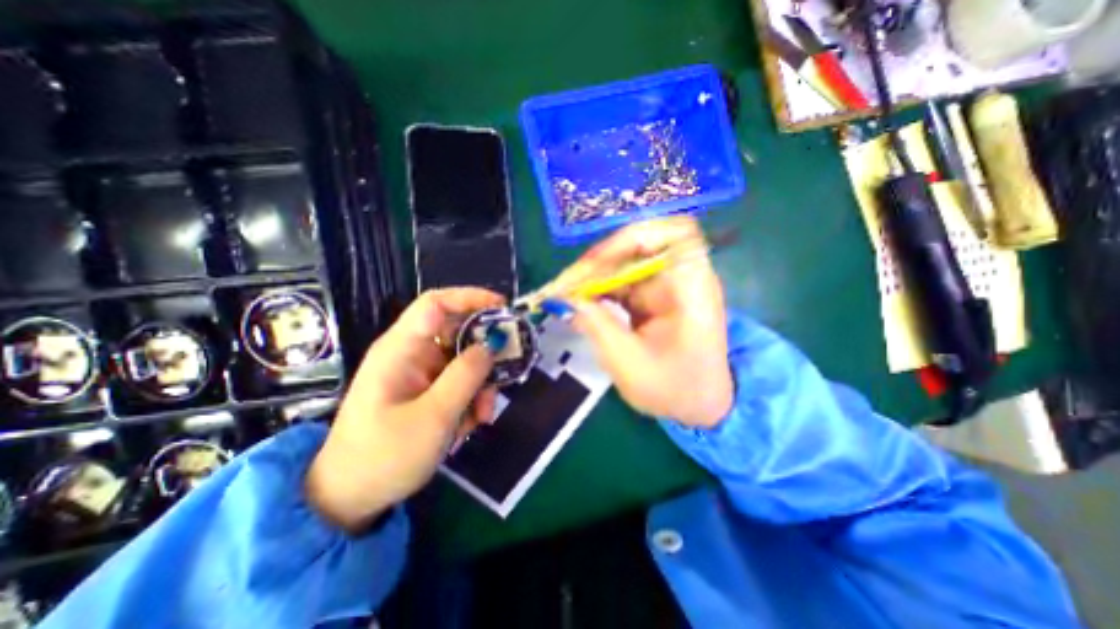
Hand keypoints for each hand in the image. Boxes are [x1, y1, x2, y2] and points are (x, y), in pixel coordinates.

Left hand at [302, 287, 502, 530]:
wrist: (351, 498)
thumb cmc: (385, 456)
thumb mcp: (434, 417)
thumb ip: (466, 376)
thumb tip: (493, 343)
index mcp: (401, 349)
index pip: (436, 304)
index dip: (471, 298)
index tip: (504, 307)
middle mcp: (411, 353)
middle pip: (457, 331)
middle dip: (485, 351)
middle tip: (506, 370)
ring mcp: (420, 372)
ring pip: (464, 359)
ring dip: (481, 383)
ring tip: (484, 414)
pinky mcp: (427, 389)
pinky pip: (459, 381)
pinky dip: (472, 397)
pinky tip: (471, 423)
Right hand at [561, 217, 735, 426]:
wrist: (699, 406)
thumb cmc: (674, 390)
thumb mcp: (629, 364)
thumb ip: (596, 326)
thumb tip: (564, 298)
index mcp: (693, 290)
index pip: (675, 234)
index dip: (634, 238)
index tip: (599, 261)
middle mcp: (682, 279)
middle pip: (641, 245)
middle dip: (601, 261)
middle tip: (567, 284)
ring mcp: (666, 285)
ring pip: (626, 261)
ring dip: (594, 274)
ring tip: (566, 293)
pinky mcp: (652, 295)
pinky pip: (621, 280)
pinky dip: (599, 287)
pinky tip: (580, 301)